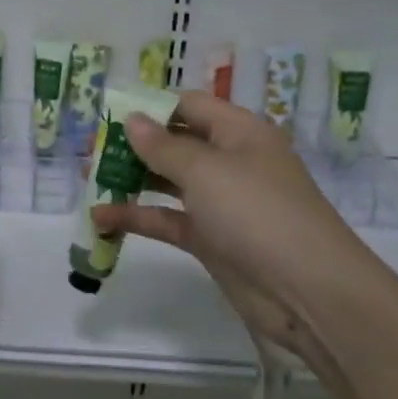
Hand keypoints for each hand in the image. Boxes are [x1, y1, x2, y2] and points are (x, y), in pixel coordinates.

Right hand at [90, 91, 383, 352]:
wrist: (309, 293)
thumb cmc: (257, 212)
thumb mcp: (205, 170)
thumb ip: (162, 146)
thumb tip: (131, 119)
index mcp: (238, 132)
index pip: (188, 105)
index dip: (150, 107)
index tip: (108, 115)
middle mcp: (230, 161)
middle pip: (175, 143)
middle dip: (133, 145)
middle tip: (90, 150)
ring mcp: (220, 202)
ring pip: (168, 182)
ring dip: (131, 181)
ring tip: (88, 180)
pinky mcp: (211, 239)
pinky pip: (168, 219)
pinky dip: (137, 218)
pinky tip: (101, 220)